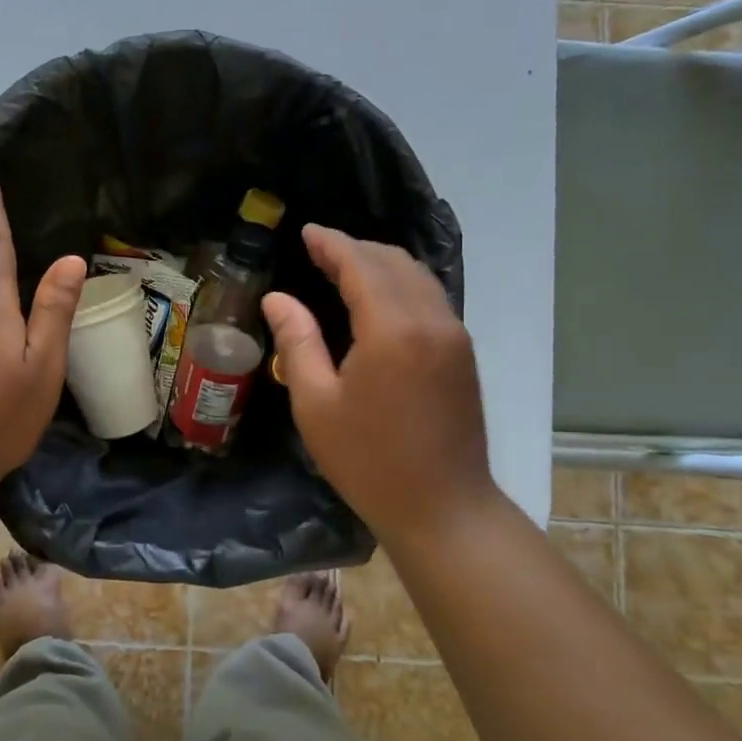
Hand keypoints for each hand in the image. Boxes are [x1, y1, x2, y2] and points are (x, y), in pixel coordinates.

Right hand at [262, 226, 502, 550]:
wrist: (443, 508)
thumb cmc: (368, 461)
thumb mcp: (316, 404)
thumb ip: (297, 342)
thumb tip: (278, 298)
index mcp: (392, 329)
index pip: (360, 266)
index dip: (332, 244)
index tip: (307, 232)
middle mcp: (431, 320)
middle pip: (393, 263)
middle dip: (355, 248)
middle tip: (319, 249)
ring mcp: (454, 336)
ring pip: (418, 277)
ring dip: (380, 264)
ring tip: (344, 266)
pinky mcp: (463, 353)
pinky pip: (430, 298)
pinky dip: (401, 284)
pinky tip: (378, 298)